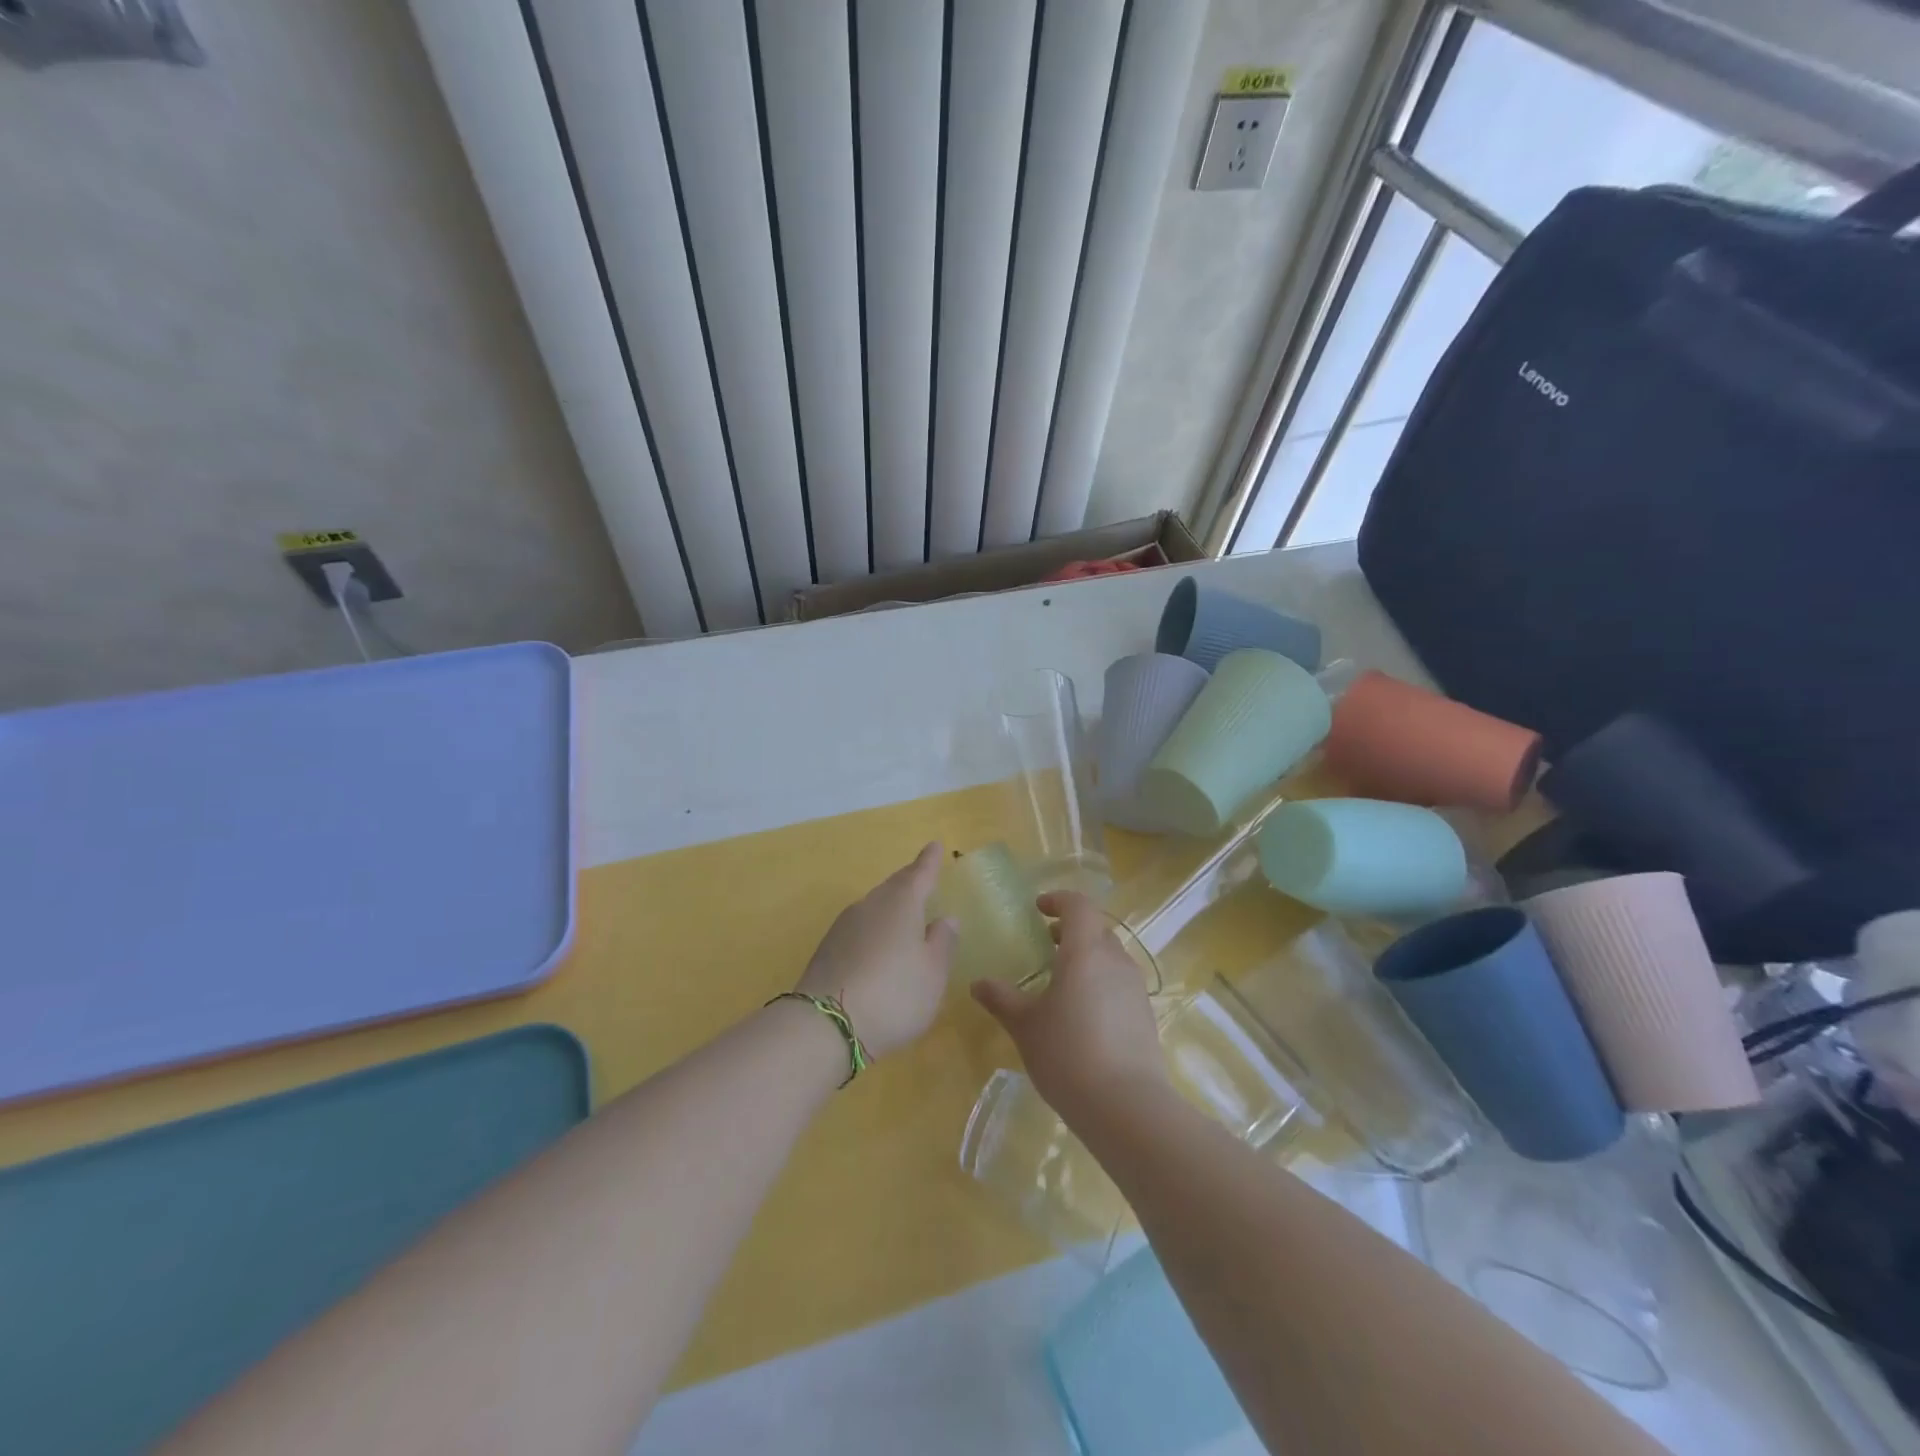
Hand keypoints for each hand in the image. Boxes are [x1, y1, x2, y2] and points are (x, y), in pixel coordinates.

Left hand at [797, 843, 957, 1058]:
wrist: (824, 1025)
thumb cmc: (894, 994)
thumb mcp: (932, 973)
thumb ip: (942, 943)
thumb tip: (945, 918)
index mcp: (901, 903)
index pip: (920, 874)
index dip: (930, 861)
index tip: (935, 845)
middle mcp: (870, 905)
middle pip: (893, 887)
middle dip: (909, 882)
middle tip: (922, 877)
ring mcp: (843, 927)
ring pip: (874, 907)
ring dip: (890, 907)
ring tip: (904, 915)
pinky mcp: (827, 951)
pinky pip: (859, 930)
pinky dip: (874, 932)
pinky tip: (878, 948)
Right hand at [970, 891, 1165, 1126]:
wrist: (1127, 1106)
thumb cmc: (1067, 1054)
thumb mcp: (1025, 1026)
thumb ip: (1001, 999)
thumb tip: (977, 983)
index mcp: (1085, 951)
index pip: (1078, 905)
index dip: (1058, 900)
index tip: (1038, 909)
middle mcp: (1115, 960)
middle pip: (1096, 929)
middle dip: (1071, 930)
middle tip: (1046, 945)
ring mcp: (1135, 987)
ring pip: (1110, 956)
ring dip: (1087, 957)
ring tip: (1062, 981)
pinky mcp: (1145, 1014)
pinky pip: (1120, 983)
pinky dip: (1100, 982)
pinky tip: (1083, 1014)